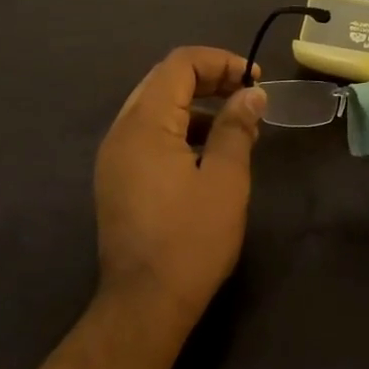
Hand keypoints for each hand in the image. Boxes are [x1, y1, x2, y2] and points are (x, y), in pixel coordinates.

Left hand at [94, 47, 264, 334]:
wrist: (143, 307)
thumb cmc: (190, 240)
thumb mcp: (224, 179)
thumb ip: (236, 127)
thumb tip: (251, 93)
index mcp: (144, 123)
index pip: (179, 64)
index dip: (220, 61)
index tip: (253, 79)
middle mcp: (122, 130)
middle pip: (164, 80)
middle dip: (208, 78)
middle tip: (246, 93)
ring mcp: (115, 155)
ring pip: (156, 106)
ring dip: (195, 104)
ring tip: (235, 124)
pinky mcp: (117, 178)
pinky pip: (148, 133)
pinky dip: (179, 128)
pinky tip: (208, 152)